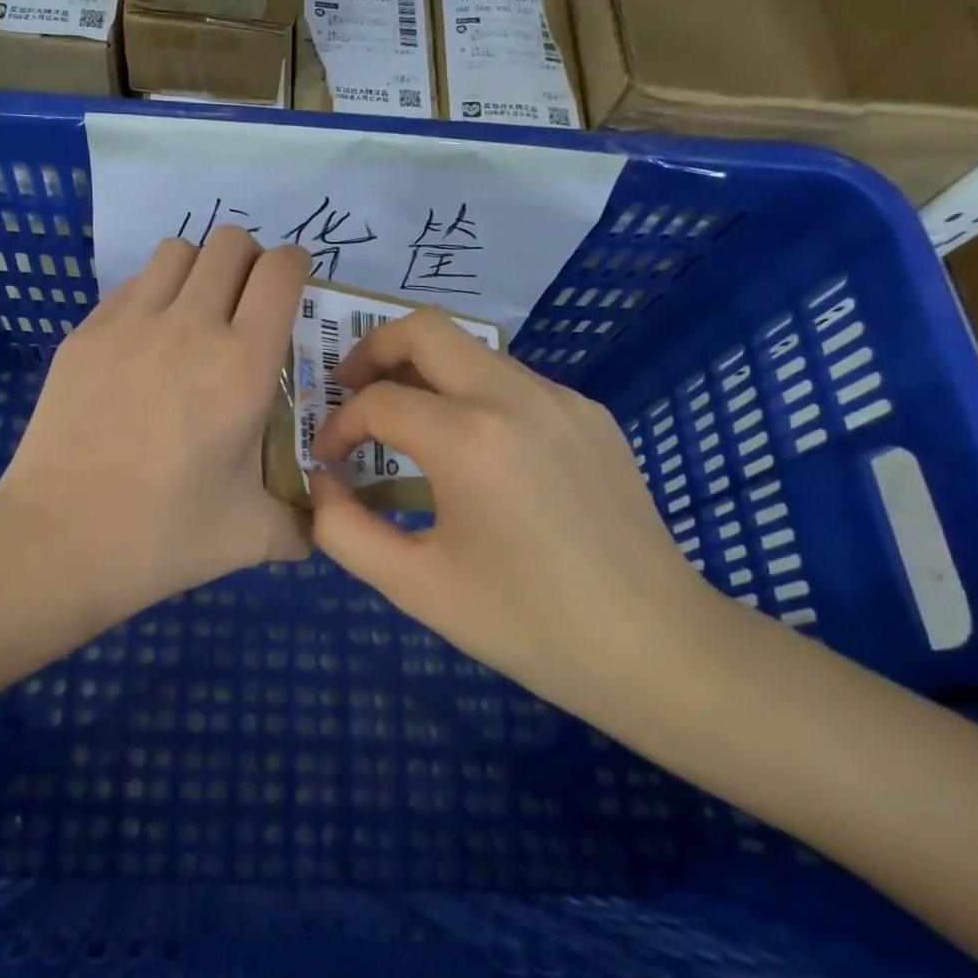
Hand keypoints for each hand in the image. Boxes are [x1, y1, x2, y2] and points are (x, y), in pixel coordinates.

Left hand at [0, 228, 310, 616]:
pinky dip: (153, 294)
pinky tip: (147, 344)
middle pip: (229, 242)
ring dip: (200, 269)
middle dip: (250, 261)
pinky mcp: (85, 334)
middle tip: (248, 304)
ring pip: (176, 250)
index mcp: (242, 364)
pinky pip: (131, 284)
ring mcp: (129, 323)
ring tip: (198, 314)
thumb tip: (324, 522)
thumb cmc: (163, 536)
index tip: (294, 291)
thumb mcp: (251, 536)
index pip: (280, 270)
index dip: (296, 267)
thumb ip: (302, 522)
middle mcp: (189, 325)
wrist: (57, 541)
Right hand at [309, 309, 723, 720]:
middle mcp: (515, 396)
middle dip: (372, 350)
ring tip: (406, 423)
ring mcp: (562, 399)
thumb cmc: (527, 624)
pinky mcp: (591, 414)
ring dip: (424, 371)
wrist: (656, 648)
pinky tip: (475, 452)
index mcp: (469, 438)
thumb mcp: (414, 586)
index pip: (377, 400)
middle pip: (425, 329)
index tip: (329, 460)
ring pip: (472, 350)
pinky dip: (473, 394)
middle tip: (350, 392)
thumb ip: (343, 529)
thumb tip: (322, 483)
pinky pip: (514, 381)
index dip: (339, 426)